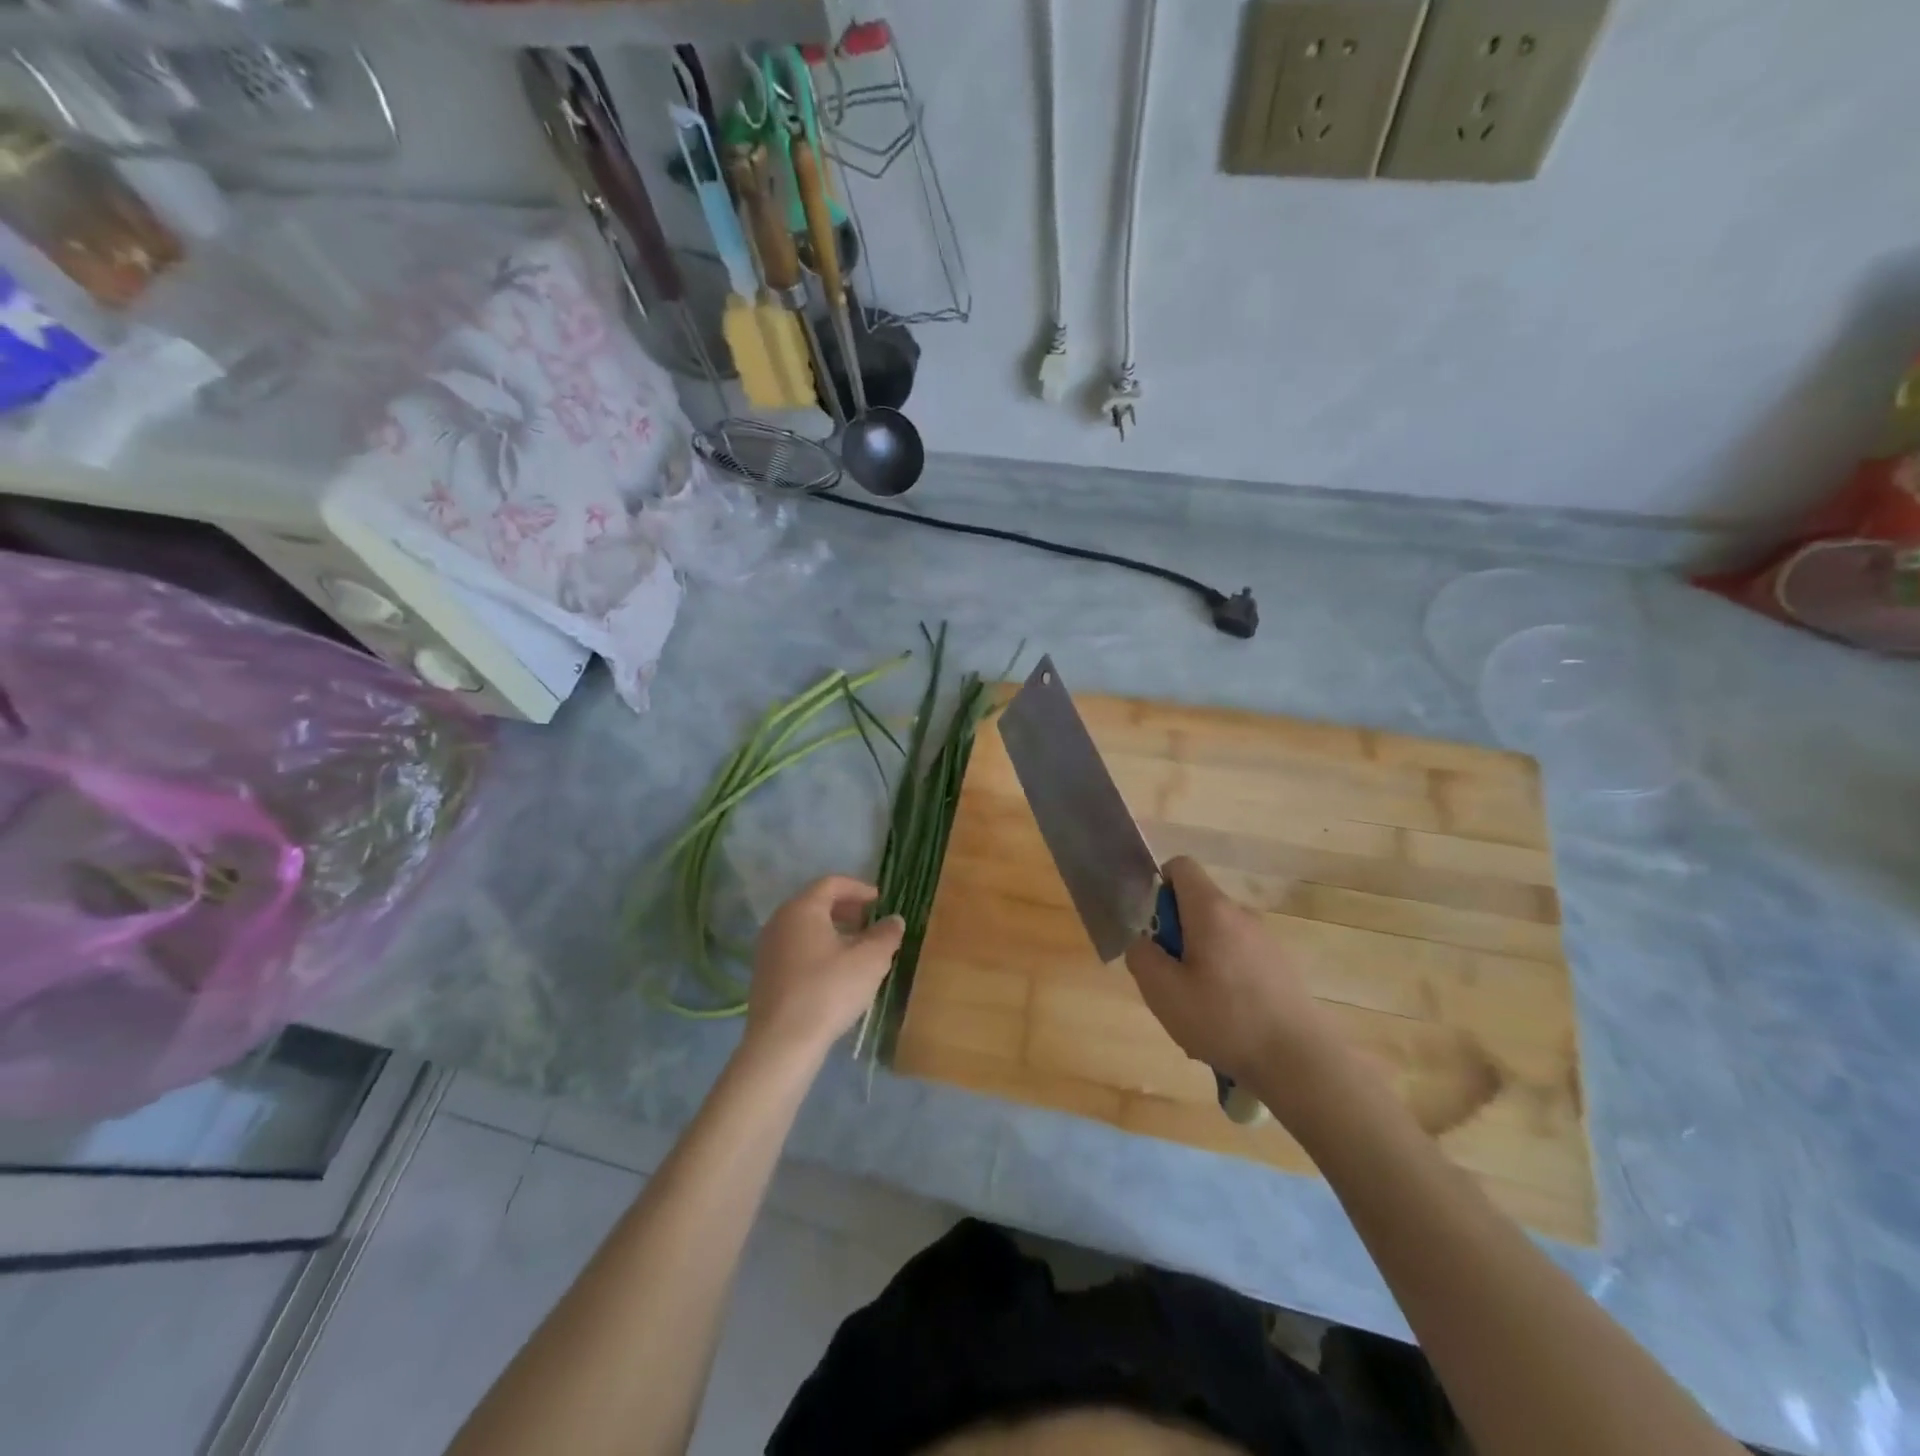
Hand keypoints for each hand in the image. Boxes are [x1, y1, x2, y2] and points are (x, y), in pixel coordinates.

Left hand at [744, 876, 904, 1063]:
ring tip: (856, 949)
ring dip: (832, 931)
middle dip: (846, 909)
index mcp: (802, 908)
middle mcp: (779, 921)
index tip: (880, 900)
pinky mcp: (764, 974)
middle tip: (870, 922)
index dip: (859, 888)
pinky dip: (817, 949)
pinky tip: (834, 972)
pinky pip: (795, 949)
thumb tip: (894, 920)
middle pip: (815, 903)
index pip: (832, 883)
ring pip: (804, 928)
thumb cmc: (829, 990)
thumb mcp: (870, 960)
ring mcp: (767, 948)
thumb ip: (886, 935)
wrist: (782, 1042)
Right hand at [1124, 857, 1330, 1087]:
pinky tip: (1225, 1021)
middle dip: (1176, 935)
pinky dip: (1224, 978)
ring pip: (1217, 936)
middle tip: (1170, 979)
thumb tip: (1143, 942)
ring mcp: (1266, 941)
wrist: (1300, 1062)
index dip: (1159, 886)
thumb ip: (1141, 956)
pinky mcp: (1281, 968)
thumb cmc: (1224, 1019)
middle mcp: (1241, 915)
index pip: (1181, 866)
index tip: (1153, 928)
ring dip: (1199, 960)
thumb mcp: (1163, 991)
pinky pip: (1238, 958)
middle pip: (1197, 905)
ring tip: (1196, 1009)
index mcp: (1212, 910)